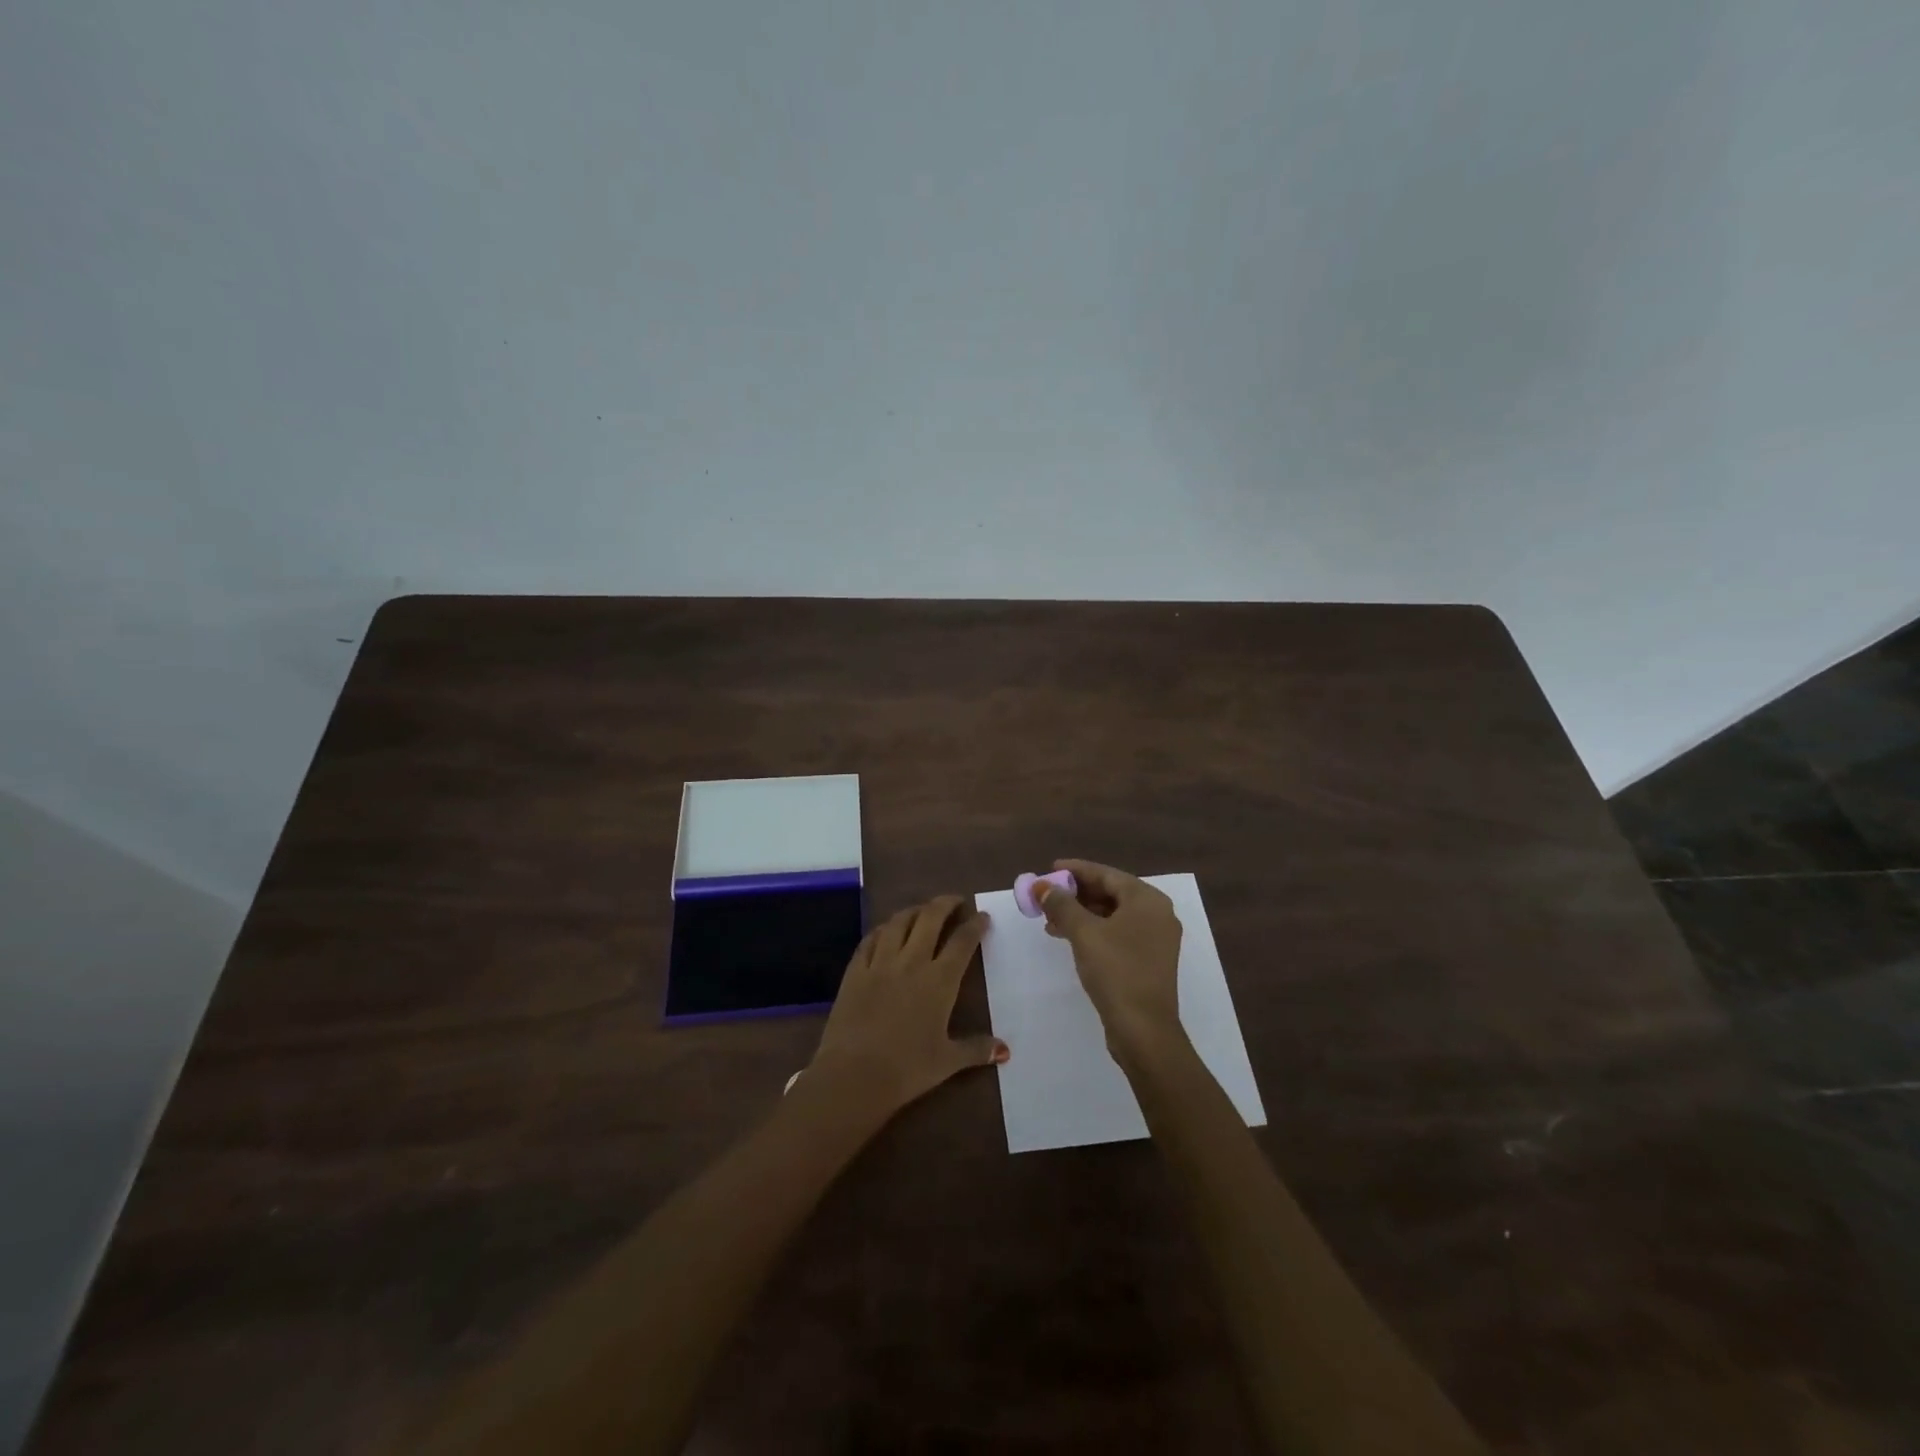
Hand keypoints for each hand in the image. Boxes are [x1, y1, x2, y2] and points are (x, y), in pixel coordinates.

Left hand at [809, 895, 1007, 1114]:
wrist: (853, 1074)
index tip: (983, 916)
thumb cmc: (907, 1069)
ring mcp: (880, 963)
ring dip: (914, 910)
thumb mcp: (947, 1062)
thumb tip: (1005, 1051)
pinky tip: (886, 930)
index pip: (962, 942)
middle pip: (930, 919)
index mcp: (939, 980)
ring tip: (922, 910)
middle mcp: (912, 962)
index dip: (975, 925)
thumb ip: (976, 1050)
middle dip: (945, 904)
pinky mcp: (856, 971)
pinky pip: (871, 939)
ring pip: (899, 922)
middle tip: (954, 900)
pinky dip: (883, 929)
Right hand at [1034, 860, 1183, 1061]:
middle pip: (1110, 893)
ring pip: (1112, 915)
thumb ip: (1061, 904)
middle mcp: (1156, 914)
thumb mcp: (1084, 933)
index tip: (1050, 868)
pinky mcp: (1148, 960)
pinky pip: (1117, 933)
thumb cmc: (1116, 971)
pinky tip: (1068, 938)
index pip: (1107, 874)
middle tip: (1047, 895)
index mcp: (1147, 900)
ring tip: (1049, 920)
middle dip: (1076, 894)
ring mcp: (1155, 939)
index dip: (1076, 870)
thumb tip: (1042, 885)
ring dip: (1081, 914)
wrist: (1143, 1030)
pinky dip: (1093, 931)